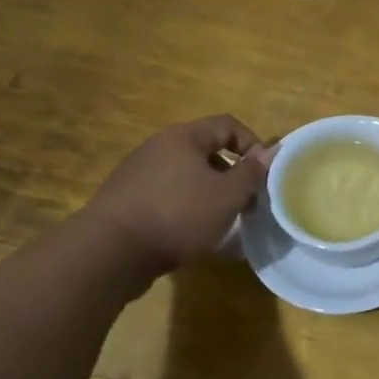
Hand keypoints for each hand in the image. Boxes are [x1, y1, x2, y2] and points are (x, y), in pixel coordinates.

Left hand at [83, 115, 272, 274]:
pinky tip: (190, 234)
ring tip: (221, 221)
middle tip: (245, 201)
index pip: (228, 125)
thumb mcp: (227, 196)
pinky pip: (166, 195)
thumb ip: (252, 172)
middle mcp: (158, 147)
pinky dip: (185, 208)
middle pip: (206, 151)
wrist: (108, 253)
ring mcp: (137, 174)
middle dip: (231, 174)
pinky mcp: (125, 200)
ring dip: (209, 193)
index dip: (253, 144)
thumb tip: (270, 153)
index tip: (263, 174)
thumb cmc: (177, 215)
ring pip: (186, 176)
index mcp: (183, 137)